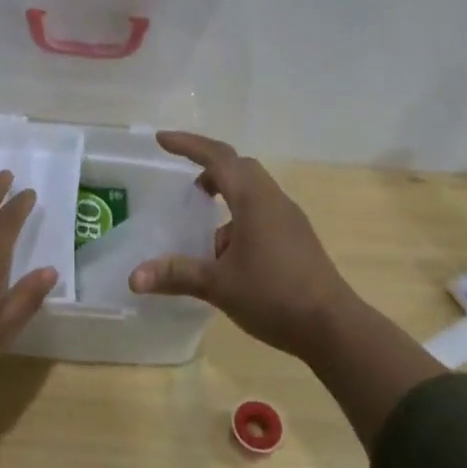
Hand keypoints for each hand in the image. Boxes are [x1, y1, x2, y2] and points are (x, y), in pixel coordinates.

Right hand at [131, 131, 444, 445]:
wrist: (333, 327)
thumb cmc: (274, 296)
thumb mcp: (218, 285)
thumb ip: (176, 275)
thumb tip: (133, 277)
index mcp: (253, 200)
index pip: (218, 158)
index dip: (188, 145)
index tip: (162, 140)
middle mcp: (273, 200)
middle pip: (239, 167)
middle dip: (209, 167)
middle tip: (184, 184)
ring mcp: (289, 219)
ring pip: (252, 190)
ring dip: (225, 195)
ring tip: (202, 223)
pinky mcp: (297, 238)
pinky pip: (262, 211)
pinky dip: (239, 216)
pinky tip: (227, 252)